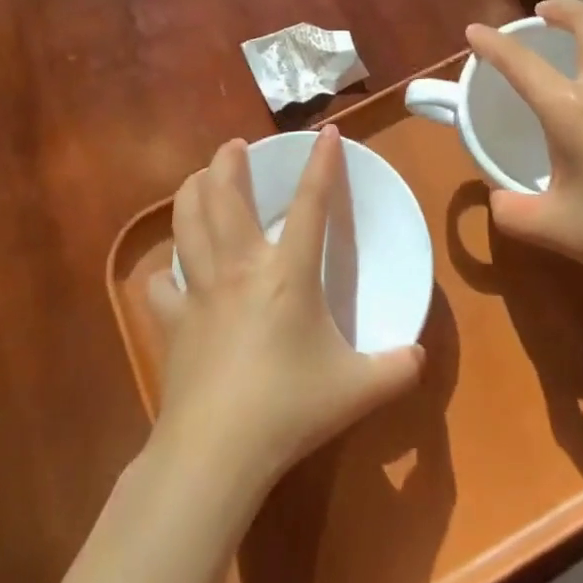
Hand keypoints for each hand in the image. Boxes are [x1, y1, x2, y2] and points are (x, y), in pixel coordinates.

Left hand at [148, 127, 424, 496]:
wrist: (218, 451)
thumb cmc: (290, 408)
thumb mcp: (359, 390)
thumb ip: (397, 369)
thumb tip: (421, 357)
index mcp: (288, 273)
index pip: (310, 204)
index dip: (321, 164)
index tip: (326, 132)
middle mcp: (240, 266)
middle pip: (225, 196)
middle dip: (228, 162)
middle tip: (233, 147)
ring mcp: (200, 291)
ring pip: (186, 223)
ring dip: (191, 193)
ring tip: (197, 180)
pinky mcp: (172, 321)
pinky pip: (162, 284)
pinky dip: (165, 271)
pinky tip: (170, 272)